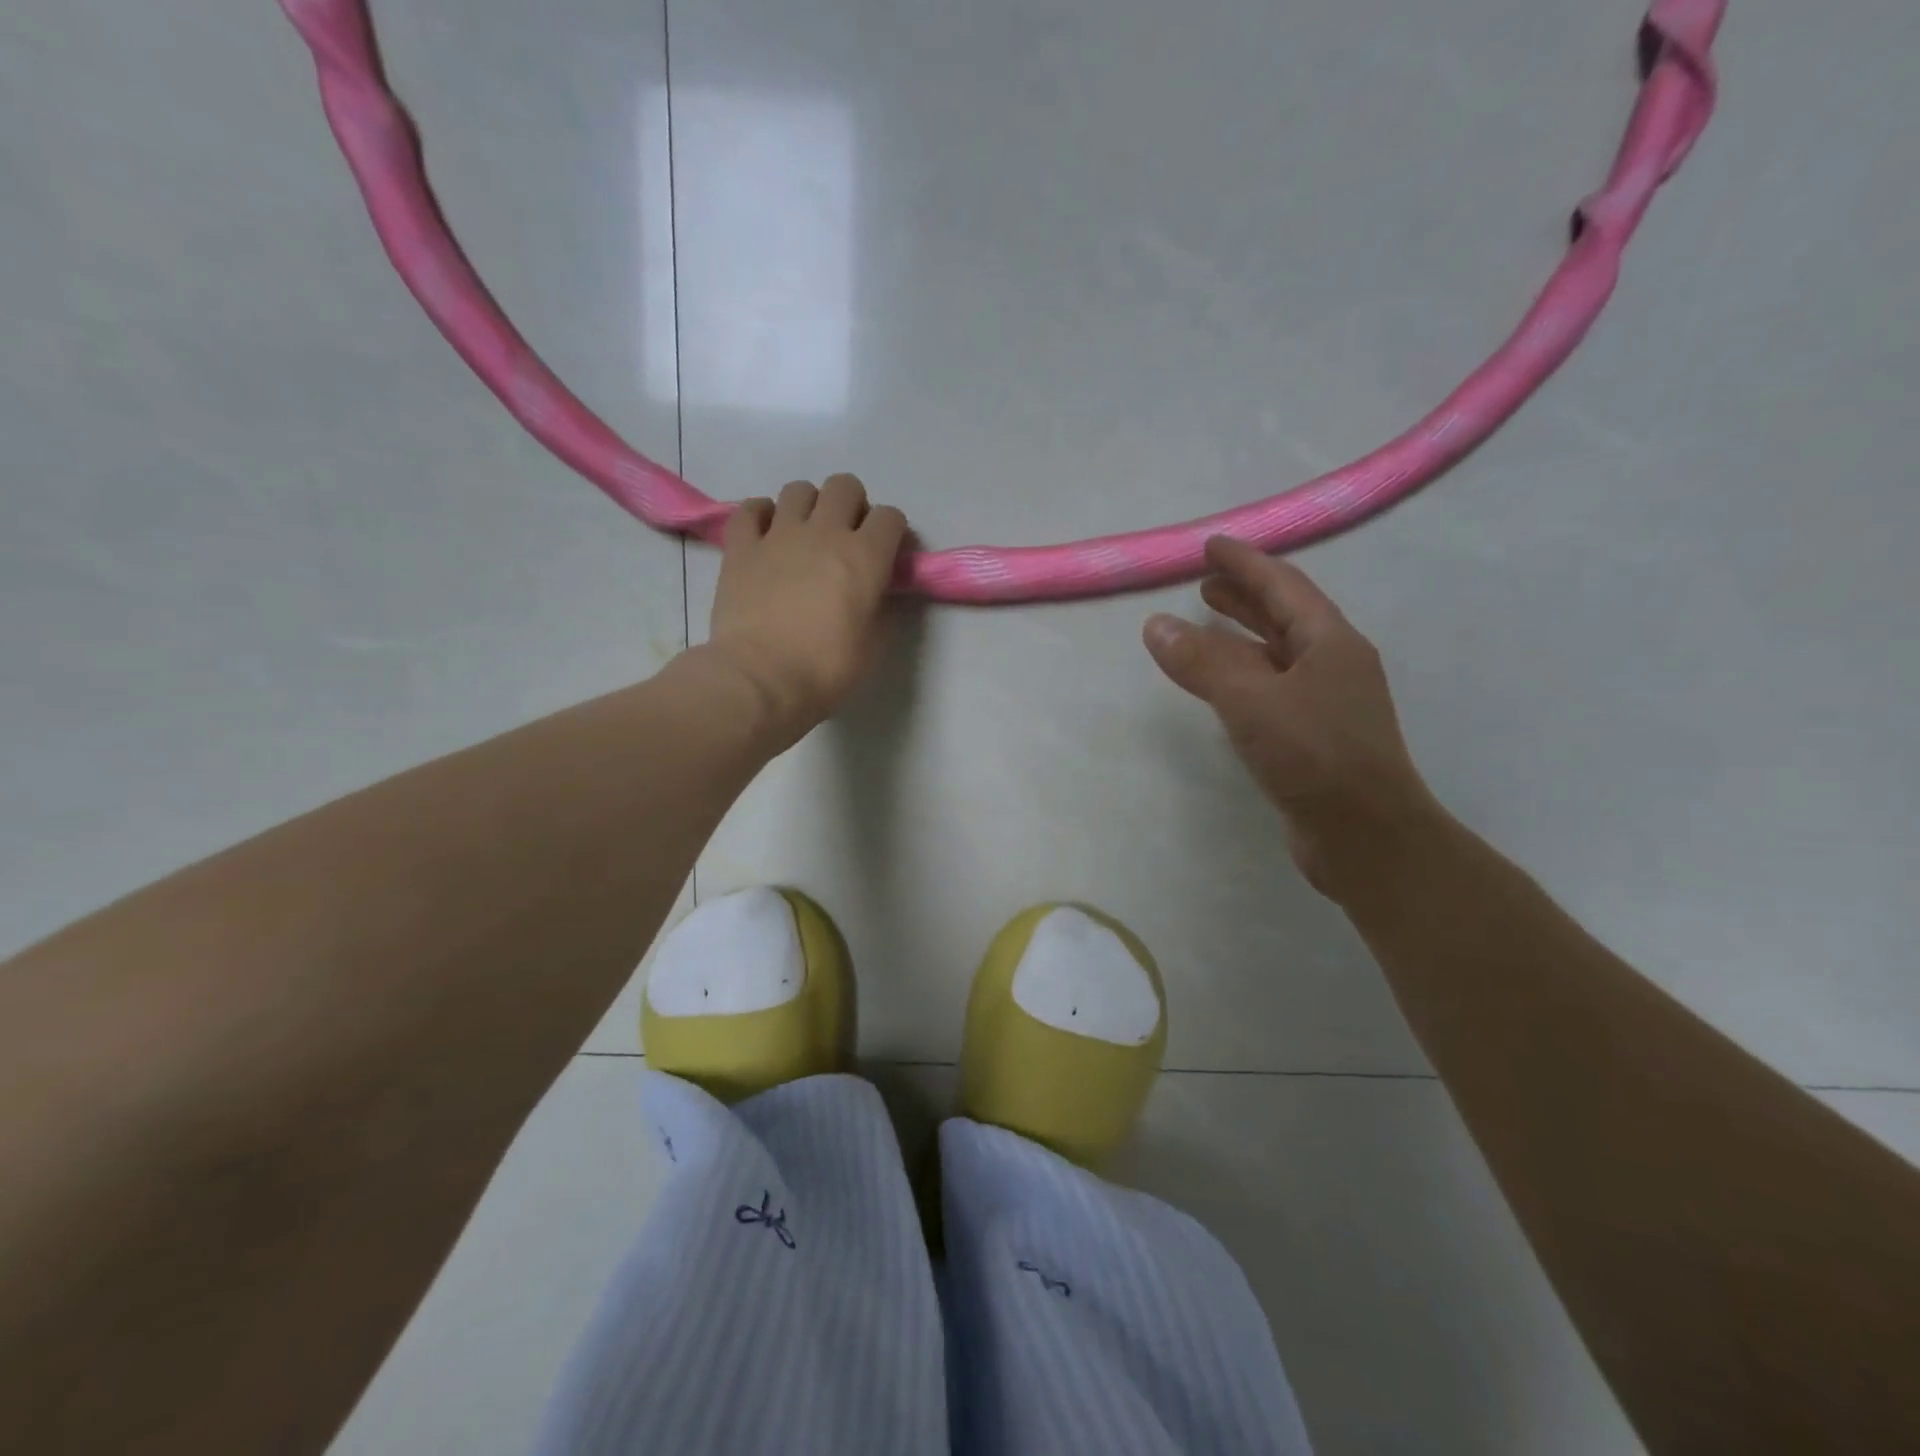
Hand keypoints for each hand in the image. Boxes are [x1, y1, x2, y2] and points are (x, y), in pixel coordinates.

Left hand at [703, 474, 908, 748]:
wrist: (760, 679)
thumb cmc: (825, 670)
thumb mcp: (874, 646)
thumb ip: (882, 608)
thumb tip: (879, 591)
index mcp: (864, 556)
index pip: (890, 517)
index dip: (894, 534)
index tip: (889, 556)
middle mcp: (824, 532)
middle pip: (845, 487)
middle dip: (853, 507)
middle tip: (847, 539)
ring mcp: (778, 534)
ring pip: (799, 489)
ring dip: (809, 507)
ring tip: (805, 536)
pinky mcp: (741, 546)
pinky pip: (751, 508)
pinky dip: (761, 516)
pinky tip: (766, 536)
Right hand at [1143, 536, 1441, 898]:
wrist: (1366, 837)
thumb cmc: (1315, 757)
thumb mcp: (1252, 701)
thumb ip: (1203, 661)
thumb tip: (1156, 624)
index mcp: (1331, 642)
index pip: (1284, 587)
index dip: (1246, 563)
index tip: (1212, 546)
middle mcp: (1334, 665)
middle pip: (1284, 617)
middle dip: (1245, 596)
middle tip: (1204, 584)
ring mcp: (1326, 703)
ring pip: (1277, 655)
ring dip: (1242, 636)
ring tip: (1205, 624)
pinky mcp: (1313, 738)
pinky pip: (1271, 688)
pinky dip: (1243, 675)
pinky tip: (1223, 685)